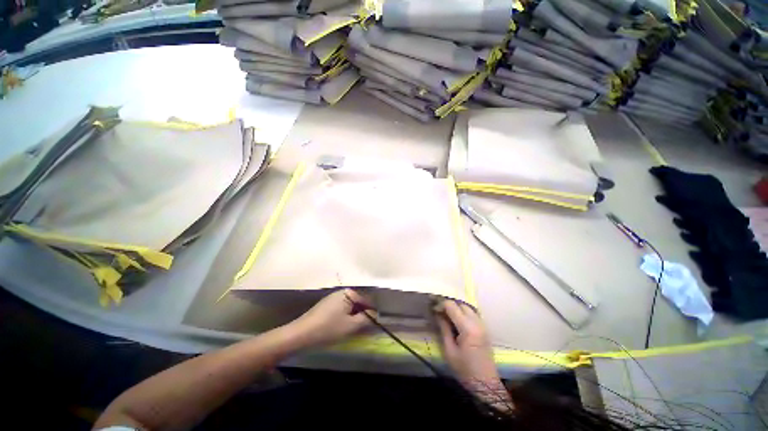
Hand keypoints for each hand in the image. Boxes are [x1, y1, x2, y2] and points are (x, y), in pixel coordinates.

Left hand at [288, 288, 375, 348]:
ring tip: (352, 331)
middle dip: (361, 316)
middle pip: (358, 304)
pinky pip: (341, 310)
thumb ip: (366, 319)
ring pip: (349, 308)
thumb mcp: (351, 325)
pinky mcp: (326, 305)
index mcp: (349, 293)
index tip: (374, 327)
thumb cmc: (328, 328)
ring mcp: (333, 298)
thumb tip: (375, 315)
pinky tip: (340, 329)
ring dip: (353, 318)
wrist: (300, 334)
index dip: (371, 314)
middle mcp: (341, 292)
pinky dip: (344, 318)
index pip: (366, 302)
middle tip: (362, 331)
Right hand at [435, 300, 511, 409]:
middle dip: (449, 305)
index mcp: (468, 328)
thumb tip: (438, 314)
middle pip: (461, 304)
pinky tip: (457, 321)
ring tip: (447, 315)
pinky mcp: (485, 329)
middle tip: (439, 312)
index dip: (441, 305)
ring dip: (457, 308)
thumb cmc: (464, 370)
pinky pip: (473, 314)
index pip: (452, 306)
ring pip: (468, 307)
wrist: (485, 385)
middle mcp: (477, 322)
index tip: (433, 309)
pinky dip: (464, 313)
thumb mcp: (449, 350)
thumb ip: (444, 329)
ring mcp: (483, 325)